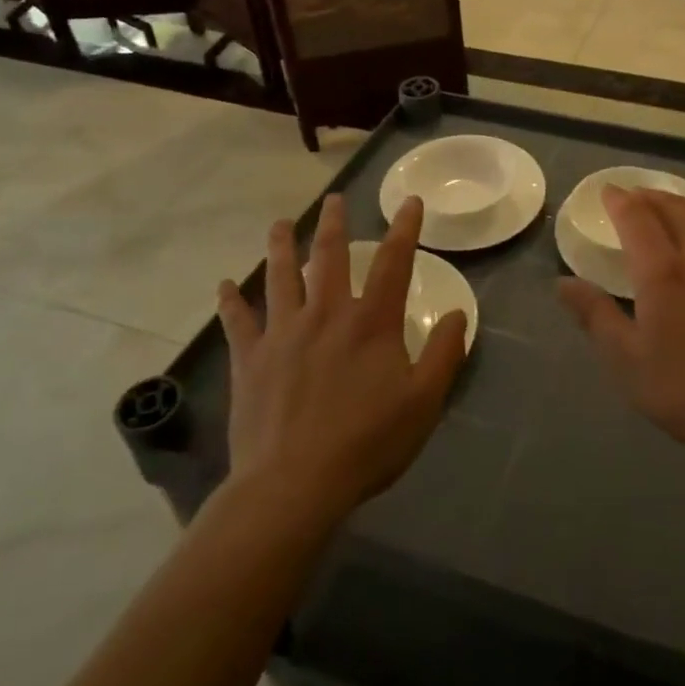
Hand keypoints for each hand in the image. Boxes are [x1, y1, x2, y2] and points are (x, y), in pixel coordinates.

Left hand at [216, 194, 467, 521]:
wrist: (293, 486)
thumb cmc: (366, 444)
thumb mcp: (423, 403)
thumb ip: (443, 354)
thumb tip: (459, 314)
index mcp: (371, 323)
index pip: (393, 263)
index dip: (404, 229)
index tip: (409, 201)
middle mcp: (326, 315)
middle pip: (329, 257)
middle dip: (334, 225)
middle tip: (333, 200)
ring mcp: (283, 334)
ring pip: (280, 277)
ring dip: (281, 247)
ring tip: (280, 224)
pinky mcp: (250, 360)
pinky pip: (238, 322)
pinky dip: (231, 301)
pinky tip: (225, 284)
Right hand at [557, 187, 684, 471]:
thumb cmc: (684, 390)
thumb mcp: (626, 360)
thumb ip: (595, 316)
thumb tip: (563, 284)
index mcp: (664, 274)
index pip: (639, 220)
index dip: (622, 201)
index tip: (609, 191)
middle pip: (677, 210)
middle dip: (653, 196)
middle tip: (636, 194)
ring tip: (672, 203)